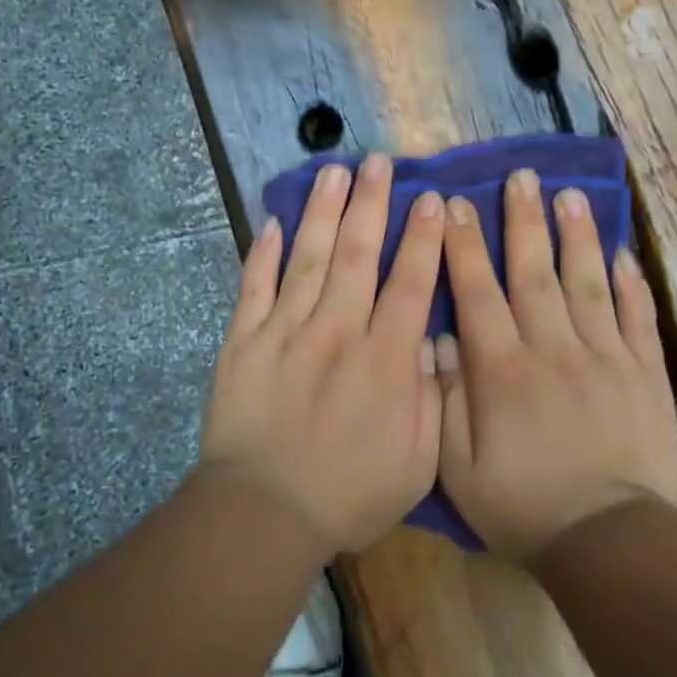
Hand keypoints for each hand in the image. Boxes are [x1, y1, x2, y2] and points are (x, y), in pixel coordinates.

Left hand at [199, 154, 445, 555]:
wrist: (263, 514)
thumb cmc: (347, 495)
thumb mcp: (414, 462)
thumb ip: (428, 397)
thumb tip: (430, 342)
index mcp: (383, 360)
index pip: (410, 284)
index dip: (424, 239)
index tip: (433, 200)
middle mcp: (337, 331)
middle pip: (358, 254)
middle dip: (372, 204)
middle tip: (379, 162)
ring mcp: (285, 331)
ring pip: (309, 258)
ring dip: (324, 212)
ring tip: (335, 172)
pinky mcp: (243, 341)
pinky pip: (254, 286)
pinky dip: (262, 252)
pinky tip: (273, 221)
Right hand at [435, 168, 676, 561]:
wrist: (607, 543)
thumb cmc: (522, 506)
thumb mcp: (458, 467)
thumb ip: (445, 399)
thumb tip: (440, 339)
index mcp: (502, 369)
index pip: (478, 292)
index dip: (463, 246)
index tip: (454, 205)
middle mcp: (552, 349)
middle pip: (533, 272)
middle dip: (522, 221)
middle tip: (520, 178)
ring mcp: (604, 357)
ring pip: (586, 282)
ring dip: (574, 236)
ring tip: (568, 195)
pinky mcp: (643, 373)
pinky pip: (636, 318)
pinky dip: (629, 284)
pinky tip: (622, 254)